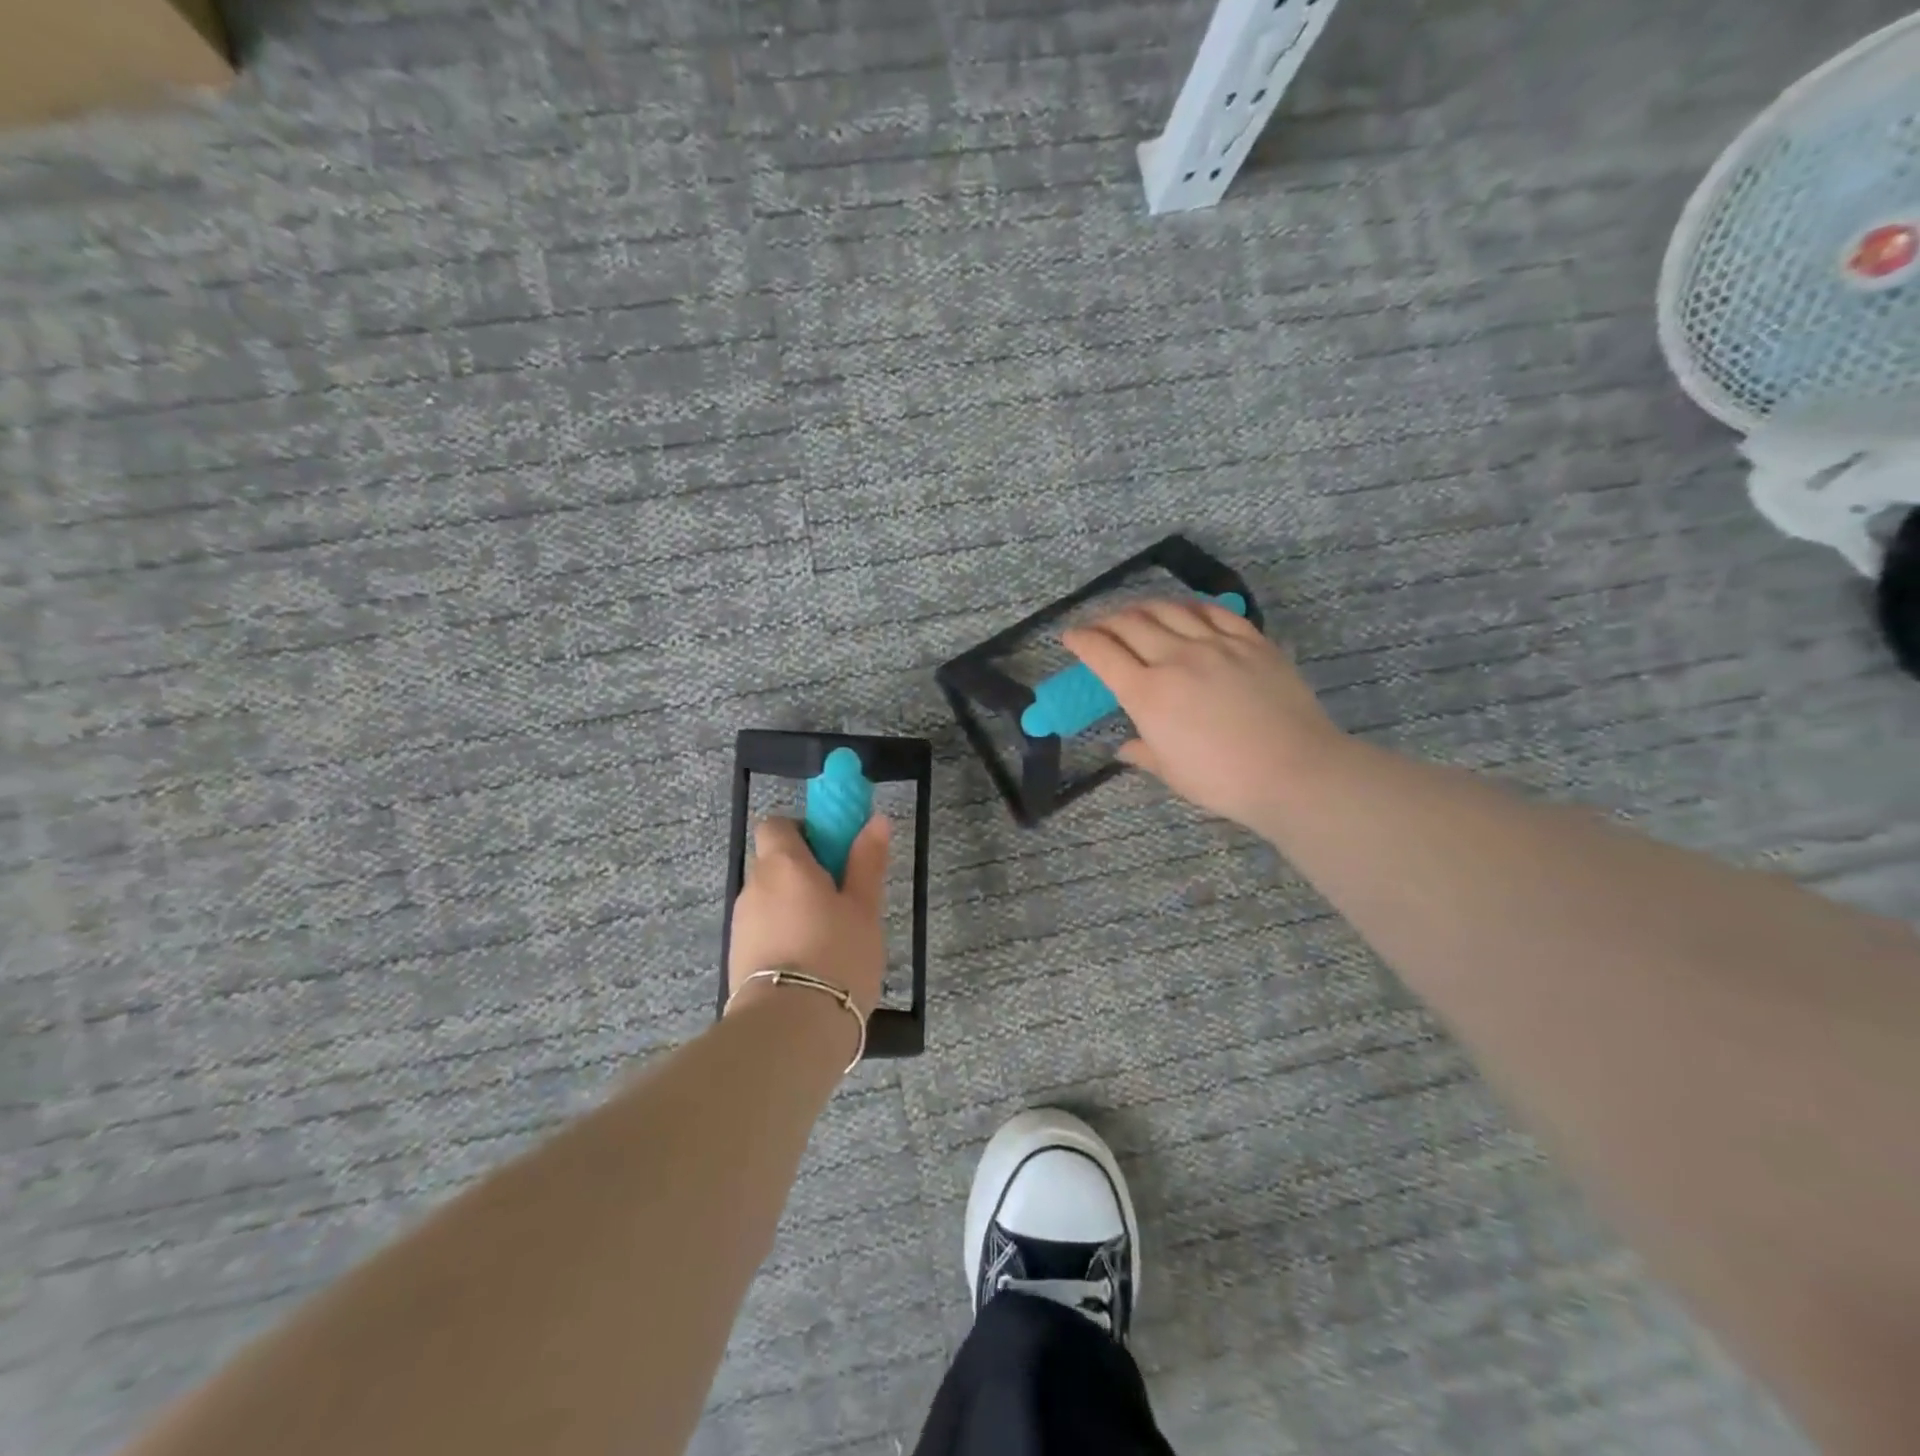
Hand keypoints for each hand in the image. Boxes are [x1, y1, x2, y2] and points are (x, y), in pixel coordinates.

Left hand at [727, 816, 890, 1018]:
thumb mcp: (864, 907)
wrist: (791, 1029)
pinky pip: (763, 931)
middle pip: (774, 863)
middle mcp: (754, 886)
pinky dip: (783, 935)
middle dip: (804, 873)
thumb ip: (867, 861)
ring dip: (794, 907)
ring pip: (770, 899)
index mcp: (784, 863)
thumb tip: (876, 819)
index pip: (777, 825)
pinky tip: (810, 964)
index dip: (803, 832)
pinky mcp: (737, 957)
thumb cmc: (837, 955)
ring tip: (829, 939)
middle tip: (841, 900)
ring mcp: (741, 923)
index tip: (833, 855)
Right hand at [1062, 598, 1345, 833]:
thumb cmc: (1223, 781)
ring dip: (1144, 607)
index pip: (1102, 654)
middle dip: (1106, 620)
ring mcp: (1216, 644)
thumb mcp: (1172, 772)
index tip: (1070, 636)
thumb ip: (1143, 753)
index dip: (1081, 640)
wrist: (1294, 771)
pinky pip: (1214, 612)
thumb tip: (1124, 748)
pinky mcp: (1251, 641)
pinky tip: (1185, 611)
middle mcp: (1175, 658)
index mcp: (1147, 693)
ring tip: (1136, 613)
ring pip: (1169, 610)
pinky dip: (1190, 607)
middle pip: (1130, 623)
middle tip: (1099, 626)